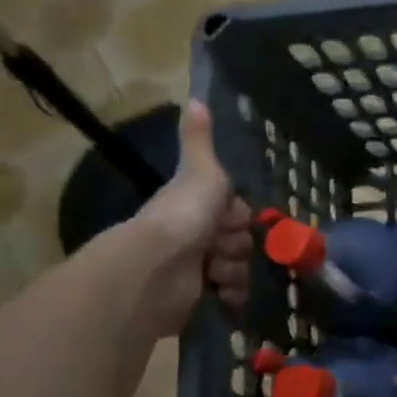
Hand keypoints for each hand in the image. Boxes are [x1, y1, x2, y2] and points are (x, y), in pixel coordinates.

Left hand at [133, 100, 252, 333]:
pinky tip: (223, 294)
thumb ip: (200, 141)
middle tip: (219, 247)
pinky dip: (232, 295)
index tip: (231, 219)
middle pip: (240, 242)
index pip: (236, 213)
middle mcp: (195, 237)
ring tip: (216, 274)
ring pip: (239, 268)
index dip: (238, 217)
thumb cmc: (183, 217)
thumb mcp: (200, 173)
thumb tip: (195, 98)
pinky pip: (232, 296)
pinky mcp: (197, 298)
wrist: (157, 270)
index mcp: (195, 208)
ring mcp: (196, 269)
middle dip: (236, 247)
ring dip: (235, 271)